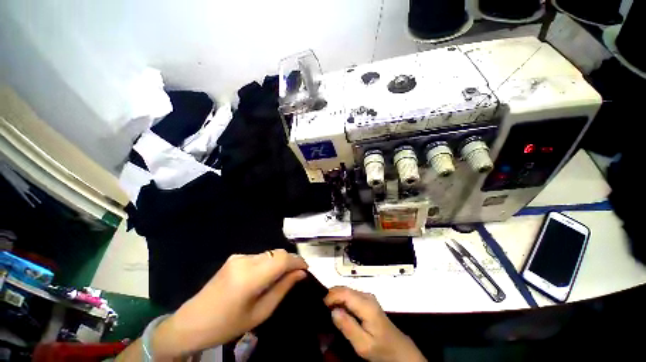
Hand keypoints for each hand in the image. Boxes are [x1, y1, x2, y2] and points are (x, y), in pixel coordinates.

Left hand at [152, 250, 307, 358]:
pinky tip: (266, 276)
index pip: (282, 259)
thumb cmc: (227, 325)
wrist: (191, 322)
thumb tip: (301, 274)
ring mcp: (238, 257)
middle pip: (277, 253)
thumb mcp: (260, 313)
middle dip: (290, 261)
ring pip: (269, 253)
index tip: (307, 268)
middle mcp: (245, 260)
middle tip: (297, 274)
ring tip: (283, 276)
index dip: (297, 261)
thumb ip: (282, 289)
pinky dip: (269, 263)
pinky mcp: (235, 257)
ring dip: (280, 262)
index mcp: (250, 277)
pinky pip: (260, 256)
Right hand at [325, 287, 425, 361]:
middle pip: (345, 289)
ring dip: (336, 297)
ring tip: (328, 309)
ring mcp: (368, 297)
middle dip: (332, 295)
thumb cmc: (380, 348)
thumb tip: (333, 310)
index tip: (322, 306)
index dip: (331, 296)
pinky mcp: (367, 300)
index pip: (345, 293)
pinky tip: (339, 309)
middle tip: (323, 308)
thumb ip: (348, 326)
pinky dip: (342, 299)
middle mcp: (367, 296)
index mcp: (366, 305)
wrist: (398, 349)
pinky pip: (351, 295)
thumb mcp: (363, 345)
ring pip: (347, 290)